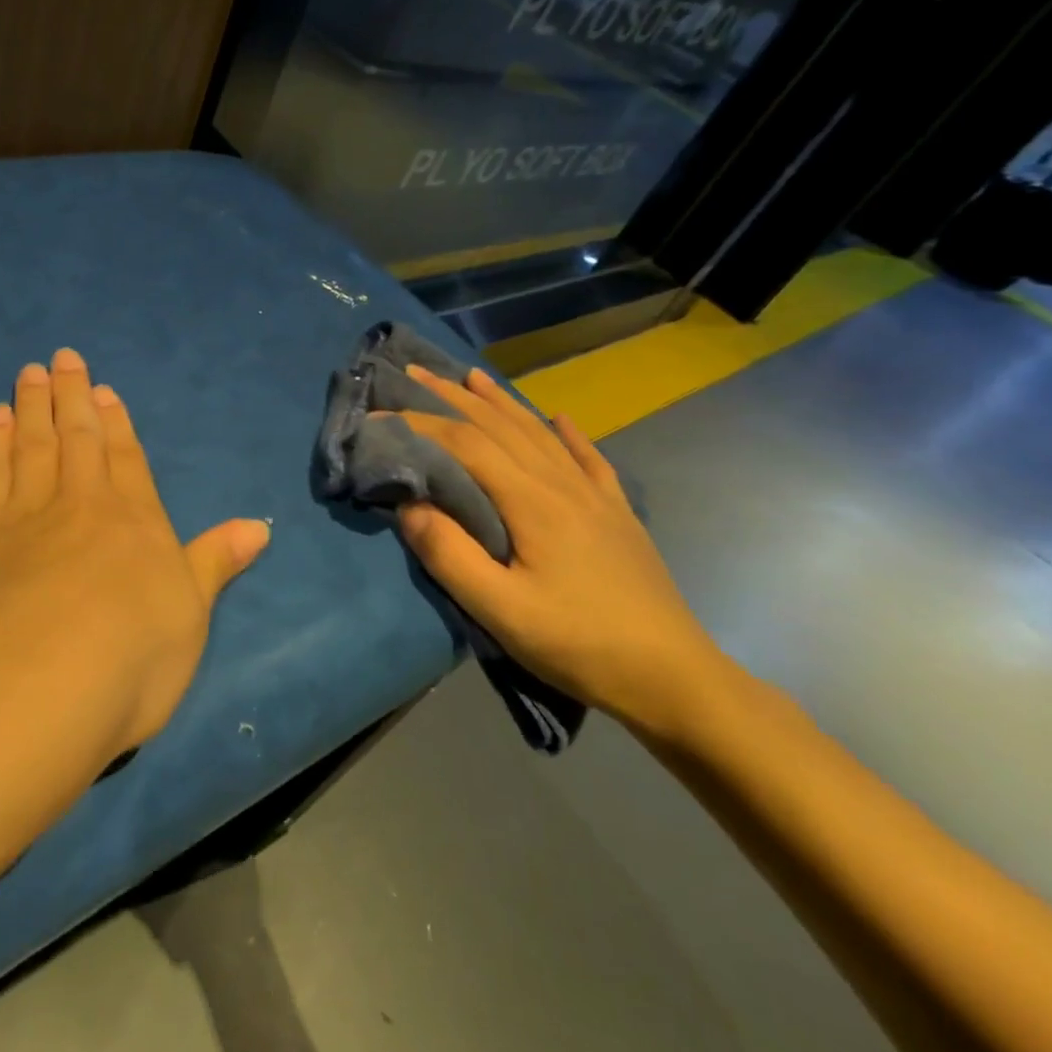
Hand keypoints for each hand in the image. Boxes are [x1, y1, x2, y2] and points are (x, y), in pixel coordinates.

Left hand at [0, 349, 270, 761]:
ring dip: (32, 407)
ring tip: (30, 374)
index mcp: (135, 522)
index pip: (127, 461)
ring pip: (32, 445)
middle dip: (72, 398)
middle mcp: (83, 504)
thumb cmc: (132, 655)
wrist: (42, 678)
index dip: (117, 426)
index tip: (103, 392)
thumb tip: (260, 526)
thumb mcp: (192, 613)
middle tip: (63, 358)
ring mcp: (27, 514)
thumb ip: (216, 562)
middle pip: (78, 439)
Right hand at [391, 365, 726, 736]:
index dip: (419, 423)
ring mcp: (596, 496)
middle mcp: (562, 484)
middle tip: (415, 372)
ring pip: (539, 432)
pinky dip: (568, 433)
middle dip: (452, 396)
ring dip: (500, 402)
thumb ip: (449, 555)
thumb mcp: (501, 611)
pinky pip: (588, 458)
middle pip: (500, 425)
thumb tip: (408, 504)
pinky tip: (559, 418)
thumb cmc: (579, 645)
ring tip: (471, 376)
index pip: (466, 443)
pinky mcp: (617, 514)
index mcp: (532, 501)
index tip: (378, 416)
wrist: (673, 679)